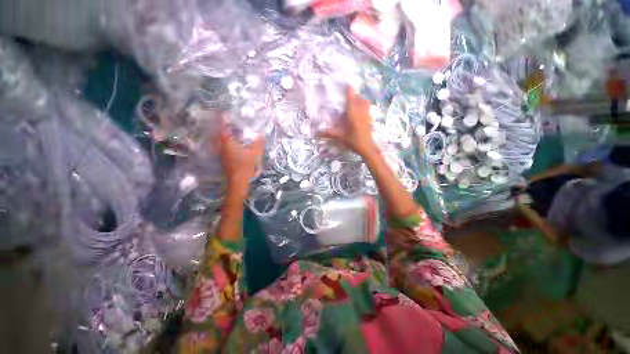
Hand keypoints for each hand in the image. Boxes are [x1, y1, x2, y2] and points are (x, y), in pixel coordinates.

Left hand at [218, 126, 264, 188]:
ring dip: (225, 135)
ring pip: (221, 141)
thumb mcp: (255, 153)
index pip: (223, 128)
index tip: (224, 113)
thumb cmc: (245, 166)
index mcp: (227, 143)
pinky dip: (227, 143)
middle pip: (220, 134)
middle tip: (229, 122)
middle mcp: (222, 147)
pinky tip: (235, 144)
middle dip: (223, 127)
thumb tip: (262, 134)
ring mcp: (221, 154)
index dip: (223, 120)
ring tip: (232, 131)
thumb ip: (259, 143)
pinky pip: (224, 147)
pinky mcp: (224, 159)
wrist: (238, 181)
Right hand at [319, 87, 376, 157]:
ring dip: (360, 99)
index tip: (347, 84)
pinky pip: (367, 108)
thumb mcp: (340, 136)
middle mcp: (361, 111)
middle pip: (359, 98)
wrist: (367, 147)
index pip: (351, 99)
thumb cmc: (353, 141)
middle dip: (354, 94)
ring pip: (365, 102)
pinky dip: (364, 105)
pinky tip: (360, 111)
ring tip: (354, 101)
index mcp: (353, 113)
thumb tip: (317, 133)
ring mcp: (367, 115)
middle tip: (348, 94)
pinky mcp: (370, 119)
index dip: (349, 91)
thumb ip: (330, 133)